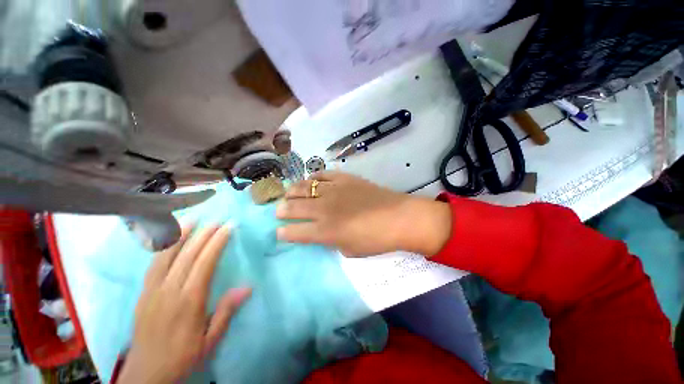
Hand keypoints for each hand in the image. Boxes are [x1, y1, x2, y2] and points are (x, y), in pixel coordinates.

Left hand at [118, 224, 250, 383]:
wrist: (146, 373)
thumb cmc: (183, 356)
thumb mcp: (210, 340)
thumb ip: (226, 312)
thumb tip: (247, 287)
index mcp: (189, 301)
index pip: (205, 263)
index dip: (217, 242)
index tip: (228, 227)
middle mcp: (170, 291)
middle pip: (188, 255)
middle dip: (204, 234)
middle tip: (217, 219)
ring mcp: (153, 290)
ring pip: (166, 256)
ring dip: (180, 235)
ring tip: (193, 220)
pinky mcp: (143, 293)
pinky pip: (153, 265)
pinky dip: (162, 248)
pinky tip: (169, 239)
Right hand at [276, 172, 451, 256]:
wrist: (398, 217)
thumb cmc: (376, 240)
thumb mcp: (349, 250)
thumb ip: (331, 241)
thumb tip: (322, 232)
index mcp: (325, 231)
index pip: (295, 232)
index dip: (284, 233)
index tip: (279, 232)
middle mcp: (324, 209)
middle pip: (294, 207)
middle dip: (282, 210)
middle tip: (279, 211)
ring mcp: (333, 190)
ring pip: (304, 187)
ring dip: (292, 191)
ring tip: (289, 194)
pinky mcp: (344, 179)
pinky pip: (322, 175)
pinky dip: (313, 178)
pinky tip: (311, 181)